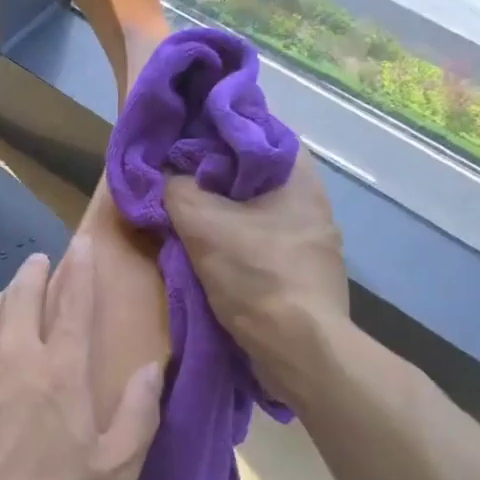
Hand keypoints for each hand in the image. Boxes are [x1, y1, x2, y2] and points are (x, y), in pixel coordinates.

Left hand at [0, 239, 163, 479]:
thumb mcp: (111, 475)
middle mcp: (9, 355)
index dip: (80, 269)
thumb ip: (138, 416)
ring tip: (6, 298)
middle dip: (34, 273)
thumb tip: (151, 367)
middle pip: (22, 296)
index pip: (74, 303)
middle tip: (38, 262)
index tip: (80, 245)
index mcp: (58, 371)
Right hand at [164, 150, 352, 402]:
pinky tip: (213, 252)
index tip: (182, 141)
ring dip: (225, 212)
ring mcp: (313, 240)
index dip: (216, 131)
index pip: (256, 131)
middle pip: (255, 173)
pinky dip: (238, 241)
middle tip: (177, 178)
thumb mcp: (202, 223)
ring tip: (188, 215)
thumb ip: (176, 189)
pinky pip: (264, 241)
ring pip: (258, 210)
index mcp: (298, 176)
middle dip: (215, 175)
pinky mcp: (306, 273)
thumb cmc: (256, 275)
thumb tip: (167, 176)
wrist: (299, 348)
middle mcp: (313, 202)